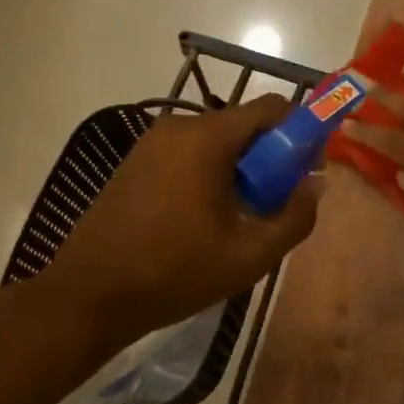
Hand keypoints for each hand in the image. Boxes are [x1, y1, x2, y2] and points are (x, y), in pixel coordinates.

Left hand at [51, 95, 321, 343]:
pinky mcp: (135, 160)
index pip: (272, 108)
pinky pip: (189, 152)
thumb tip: (316, 185)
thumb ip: (295, 217)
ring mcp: (152, 141)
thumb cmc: (174, 272)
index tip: (307, 169)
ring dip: (239, 167)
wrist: (87, 296)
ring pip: (216, 140)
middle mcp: (179, 126)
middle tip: (275, 201)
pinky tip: (204, 216)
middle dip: (269, 156)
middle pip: (243, 124)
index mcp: (208, 137)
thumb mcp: (249, 255)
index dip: (300, 132)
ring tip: (240, 216)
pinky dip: (209, 171)